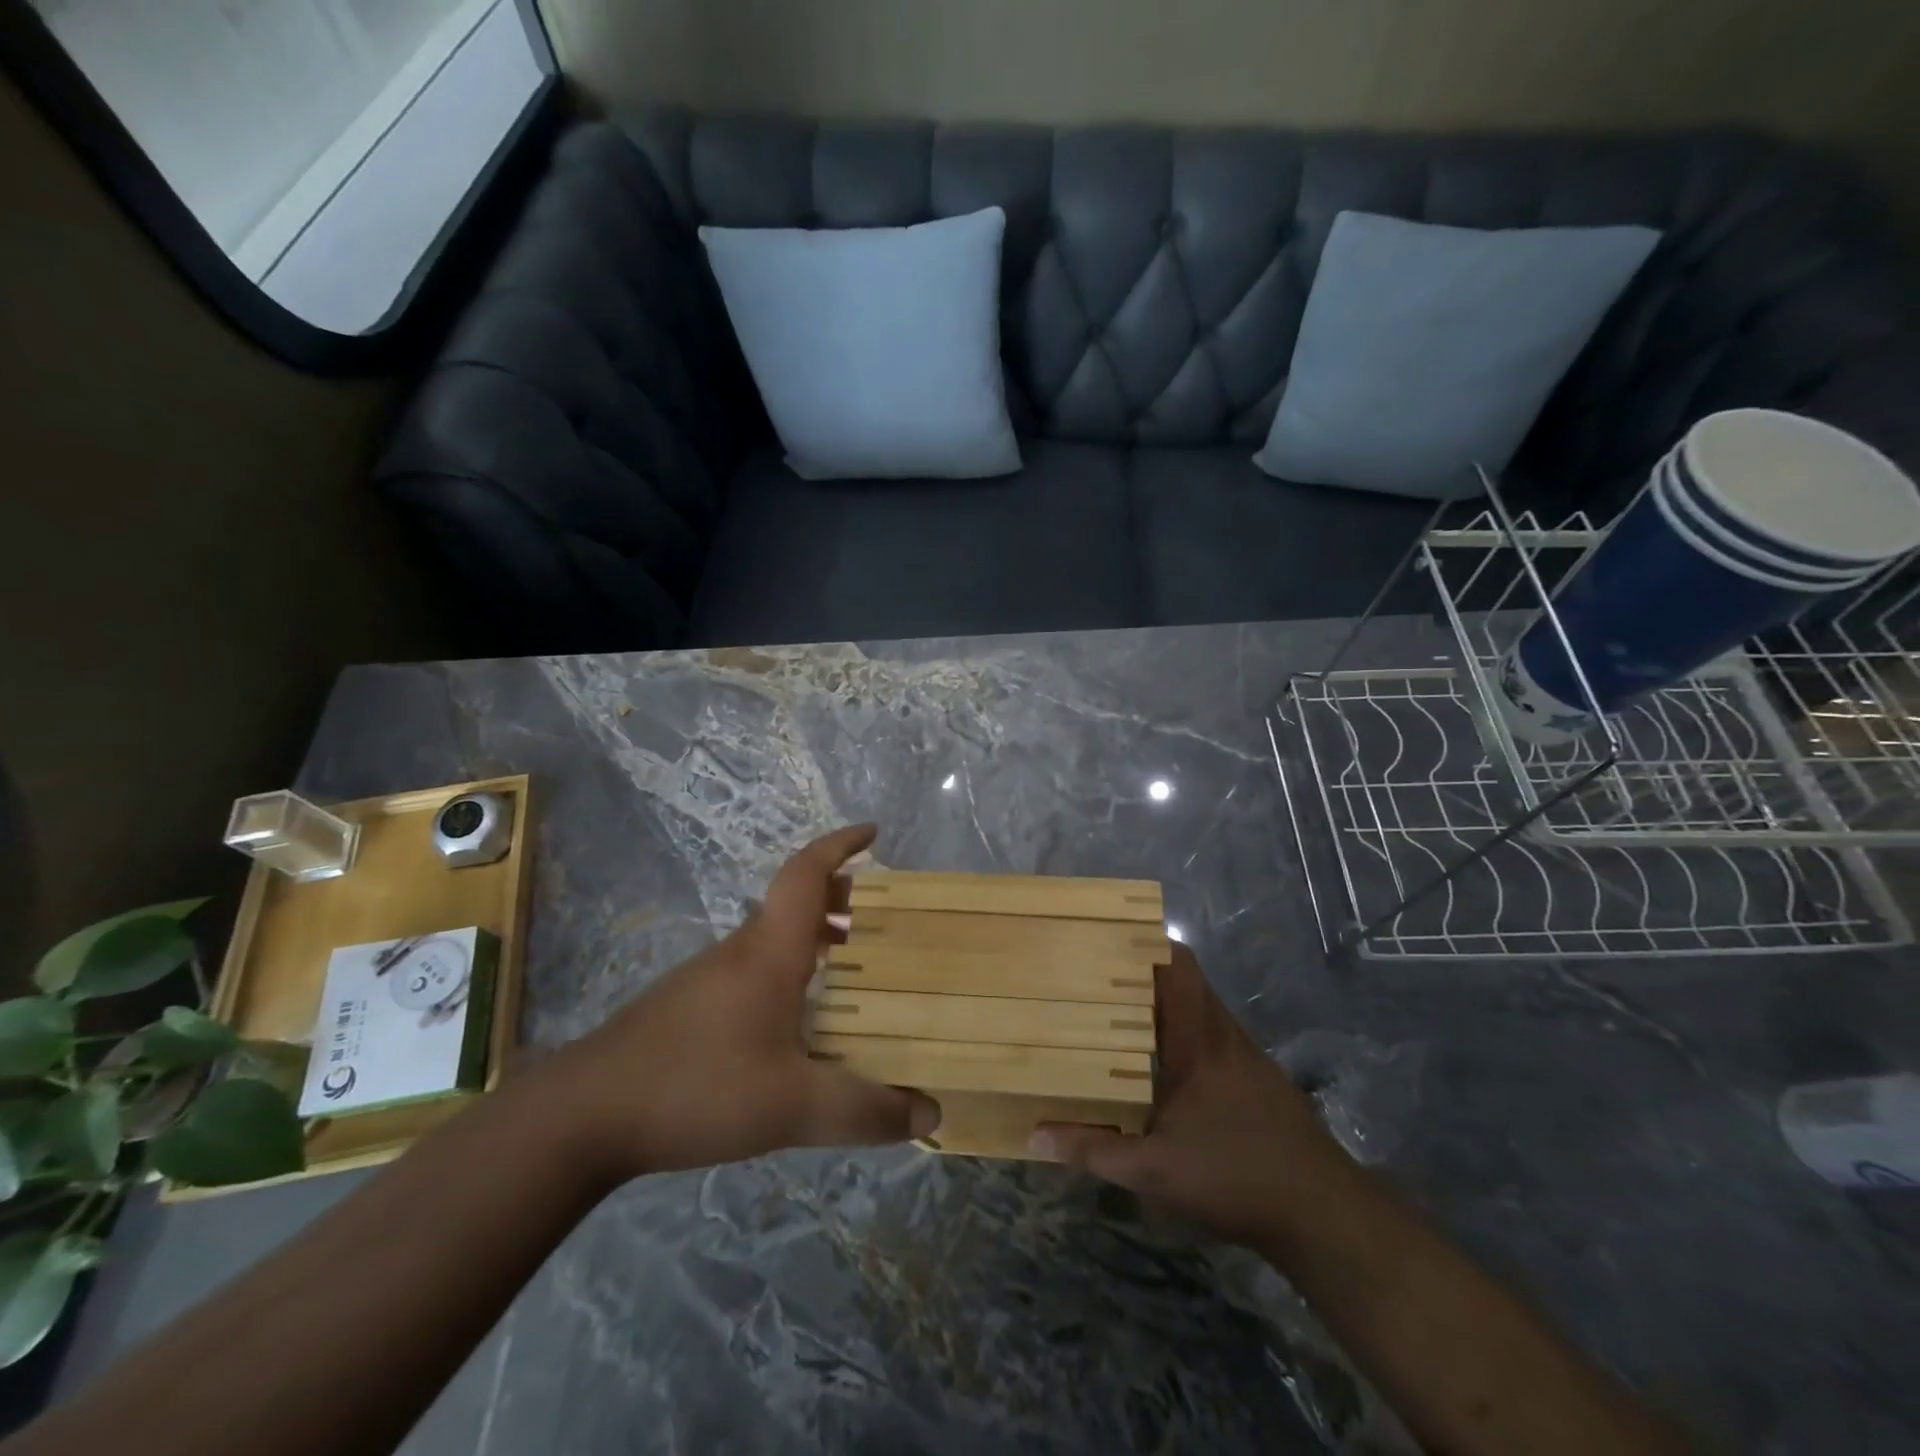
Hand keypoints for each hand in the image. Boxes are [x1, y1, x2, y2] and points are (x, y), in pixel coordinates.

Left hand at [552, 825, 938, 1179]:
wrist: (583, 1114)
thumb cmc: (697, 1086)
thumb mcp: (793, 1106)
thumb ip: (864, 1110)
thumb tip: (931, 1111)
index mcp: (770, 950)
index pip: (807, 873)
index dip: (840, 845)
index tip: (873, 834)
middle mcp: (741, 950)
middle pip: (796, 902)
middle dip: (842, 900)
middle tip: (882, 921)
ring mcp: (710, 976)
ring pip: (773, 938)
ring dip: (815, 939)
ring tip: (853, 973)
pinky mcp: (689, 1005)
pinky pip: (754, 968)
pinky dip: (790, 971)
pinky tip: (797, 1024)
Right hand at [1031, 945, 1349, 1245]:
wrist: (1323, 1213)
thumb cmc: (1234, 1176)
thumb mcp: (1153, 1170)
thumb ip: (1093, 1149)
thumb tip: (1035, 1136)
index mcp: (1198, 1038)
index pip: (1178, 965)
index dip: (1146, 942)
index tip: (1106, 939)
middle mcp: (1222, 1033)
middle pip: (1185, 979)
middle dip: (1142, 971)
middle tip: (1095, 976)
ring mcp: (1244, 1054)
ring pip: (1199, 1007)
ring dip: (1162, 1004)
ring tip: (1115, 1011)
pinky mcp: (1255, 1077)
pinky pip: (1211, 1034)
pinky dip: (1182, 1032)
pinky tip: (1158, 1063)